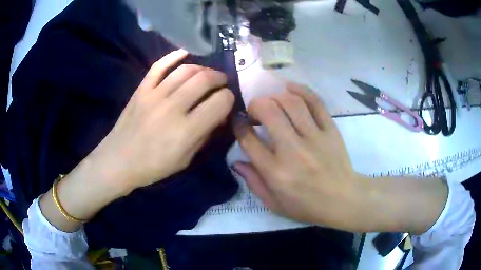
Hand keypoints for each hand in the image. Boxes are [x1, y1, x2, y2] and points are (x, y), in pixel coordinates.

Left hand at [90, 49, 233, 192]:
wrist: (119, 161)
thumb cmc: (153, 166)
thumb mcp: (185, 159)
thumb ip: (204, 135)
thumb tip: (219, 115)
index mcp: (186, 131)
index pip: (220, 102)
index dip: (229, 98)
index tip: (227, 101)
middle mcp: (173, 107)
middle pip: (205, 79)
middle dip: (220, 78)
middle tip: (222, 83)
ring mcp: (154, 95)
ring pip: (186, 70)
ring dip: (203, 69)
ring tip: (207, 74)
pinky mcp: (142, 89)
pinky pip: (159, 66)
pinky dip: (174, 56)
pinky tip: (185, 54)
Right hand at [234, 82, 362, 229]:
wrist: (343, 200)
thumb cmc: (307, 206)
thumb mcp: (274, 204)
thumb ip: (253, 182)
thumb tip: (237, 162)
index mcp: (275, 172)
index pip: (249, 140)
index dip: (239, 126)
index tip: (239, 122)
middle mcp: (293, 150)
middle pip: (268, 112)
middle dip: (255, 105)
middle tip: (254, 111)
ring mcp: (314, 137)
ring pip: (291, 103)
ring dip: (275, 97)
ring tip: (272, 102)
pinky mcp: (330, 130)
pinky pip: (315, 103)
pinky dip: (301, 90)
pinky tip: (289, 87)